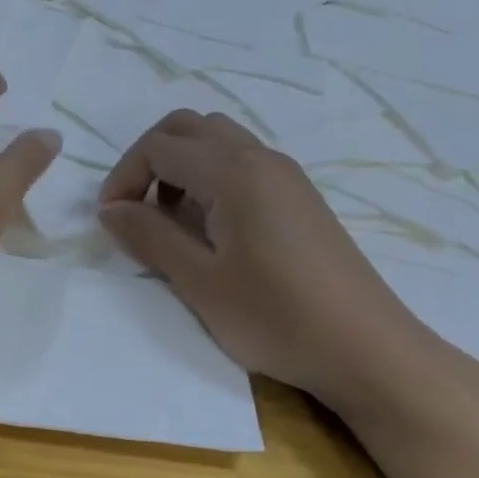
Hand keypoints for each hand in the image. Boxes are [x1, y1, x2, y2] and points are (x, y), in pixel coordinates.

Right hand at [98, 110, 430, 409]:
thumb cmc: (277, 318)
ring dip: (180, 165)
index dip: (123, 177)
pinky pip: (241, 161)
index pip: (159, 147)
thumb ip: (149, 236)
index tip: (110, 221)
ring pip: (216, 139)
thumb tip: (110, 209)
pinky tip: (210, 226)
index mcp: (234, 172)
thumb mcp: (200, 282)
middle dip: (149, 158)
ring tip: (170, 218)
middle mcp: (260, 158)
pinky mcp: (299, 196)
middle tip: (134, 208)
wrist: (369, 351)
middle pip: (187, 126)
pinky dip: (209, 175)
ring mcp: (285, 174)